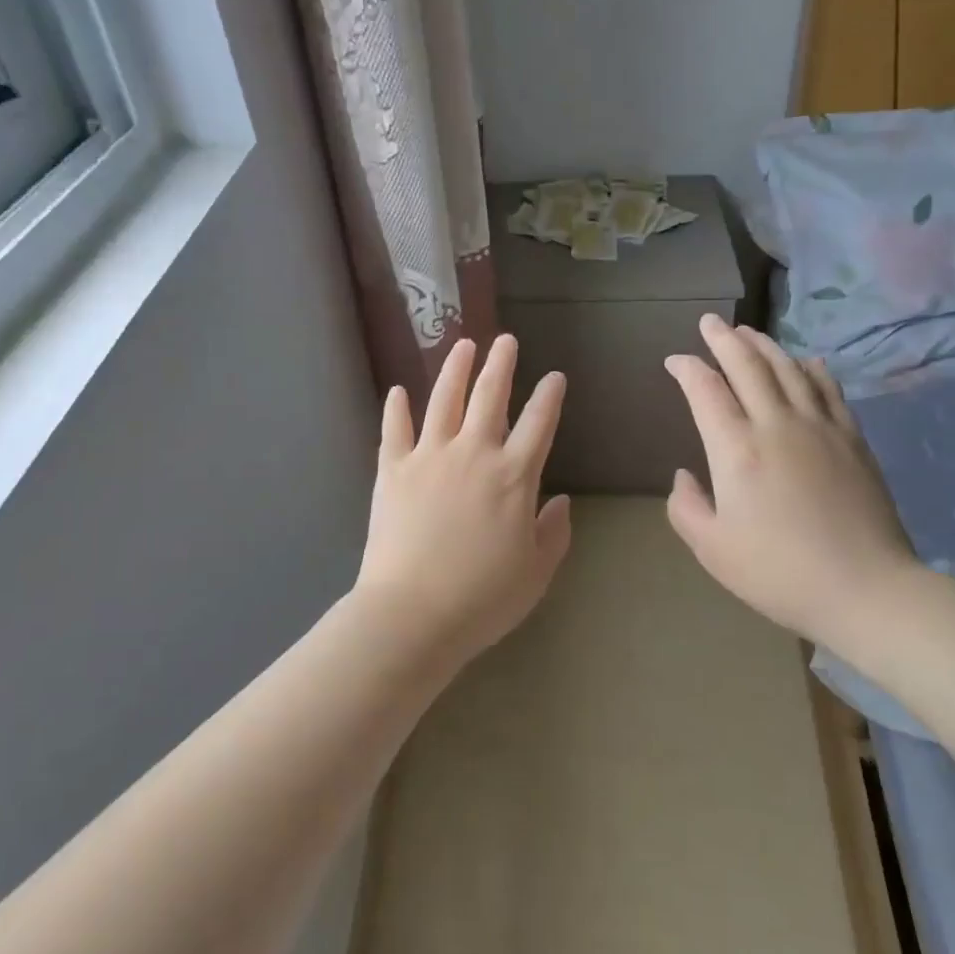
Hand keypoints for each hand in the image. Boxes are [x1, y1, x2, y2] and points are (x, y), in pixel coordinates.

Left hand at [354, 335, 571, 660]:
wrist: (412, 614)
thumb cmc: (482, 599)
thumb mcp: (535, 572)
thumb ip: (553, 533)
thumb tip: (562, 501)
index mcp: (514, 477)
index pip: (538, 424)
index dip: (549, 396)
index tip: (555, 375)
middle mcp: (474, 454)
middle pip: (490, 396)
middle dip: (501, 364)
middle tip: (506, 339)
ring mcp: (429, 457)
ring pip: (444, 400)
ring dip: (455, 369)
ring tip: (463, 344)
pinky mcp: (392, 469)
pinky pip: (394, 429)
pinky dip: (396, 408)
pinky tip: (397, 390)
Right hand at [664, 316, 918, 641]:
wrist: (866, 590)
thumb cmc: (778, 572)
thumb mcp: (712, 549)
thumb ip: (685, 507)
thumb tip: (684, 475)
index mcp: (736, 449)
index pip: (705, 390)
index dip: (687, 368)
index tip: (675, 361)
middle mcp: (776, 425)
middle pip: (748, 365)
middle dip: (724, 339)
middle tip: (709, 322)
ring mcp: (820, 428)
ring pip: (788, 369)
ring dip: (765, 345)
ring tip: (748, 332)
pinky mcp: (852, 439)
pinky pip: (829, 389)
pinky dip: (812, 368)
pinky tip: (806, 360)